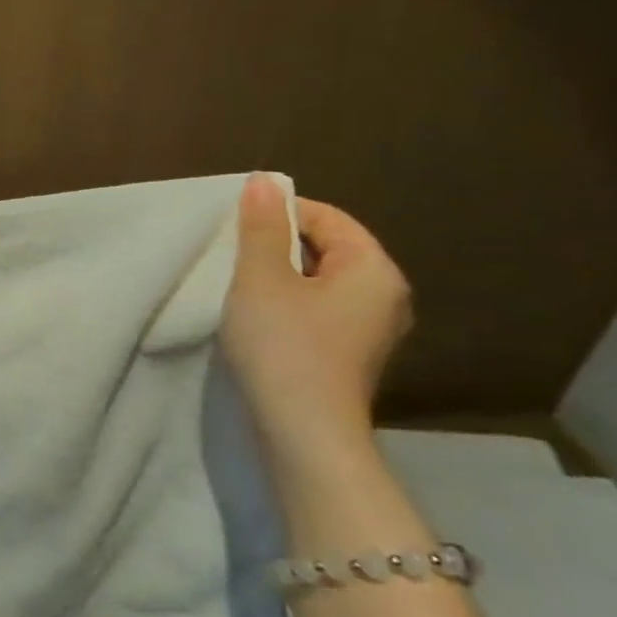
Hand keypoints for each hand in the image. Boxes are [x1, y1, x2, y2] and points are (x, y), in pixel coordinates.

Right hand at [222, 174, 411, 467]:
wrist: (303, 434)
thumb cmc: (284, 346)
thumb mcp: (261, 277)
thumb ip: (262, 227)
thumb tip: (264, 182)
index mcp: (374, 270)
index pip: (326, 217)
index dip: (278, 214)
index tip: (236, 229)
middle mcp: (385, 295)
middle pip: (325, 248)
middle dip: (276, 245)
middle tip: (232, 255)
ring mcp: (370, 329)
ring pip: (318, 280)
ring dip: (277, 276)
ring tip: (238, 284)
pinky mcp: (350, 354)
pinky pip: (317, 309)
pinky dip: (287, 303)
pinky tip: (256, 316)